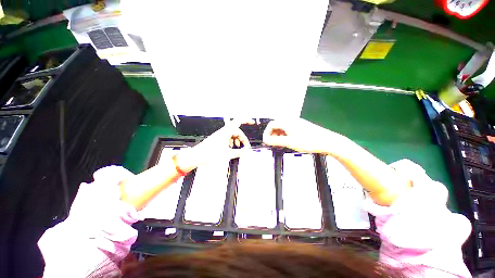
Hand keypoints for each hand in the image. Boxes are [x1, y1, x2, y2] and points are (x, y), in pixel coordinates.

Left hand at [177, 119, 251, 170]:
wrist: (196, 156)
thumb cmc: (209, 154)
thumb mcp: (226, 154)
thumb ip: (238, 153)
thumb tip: (246, 151)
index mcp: (225, 132)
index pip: (238, 121)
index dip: (246, 120)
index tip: (252, 122)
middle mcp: (223, 132)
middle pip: (237, 131)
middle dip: (243, 139)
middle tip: (246, 148)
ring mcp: (220, 135)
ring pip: (233, 135)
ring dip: (237, 141)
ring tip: (238, 149)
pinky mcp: (218, 139)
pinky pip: (228, 138)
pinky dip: (232, 142)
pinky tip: (231, 149)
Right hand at [263, 118, 343, 153]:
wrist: (327, 141)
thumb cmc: (308, 141)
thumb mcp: (289, 142)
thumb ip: (276, 141)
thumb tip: (266, 140)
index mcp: (287, 122)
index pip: (271, 125)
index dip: (267, 133)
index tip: (266, 141)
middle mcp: (291, 120)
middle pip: (276, 125)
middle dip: (272, 134)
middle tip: (272, 143)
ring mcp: (296, 122)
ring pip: (282, 127)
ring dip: (278, 135)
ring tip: (280, 143)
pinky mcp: (300, 126)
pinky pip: (288, 128)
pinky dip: (285, 134)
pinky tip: (287, 141)